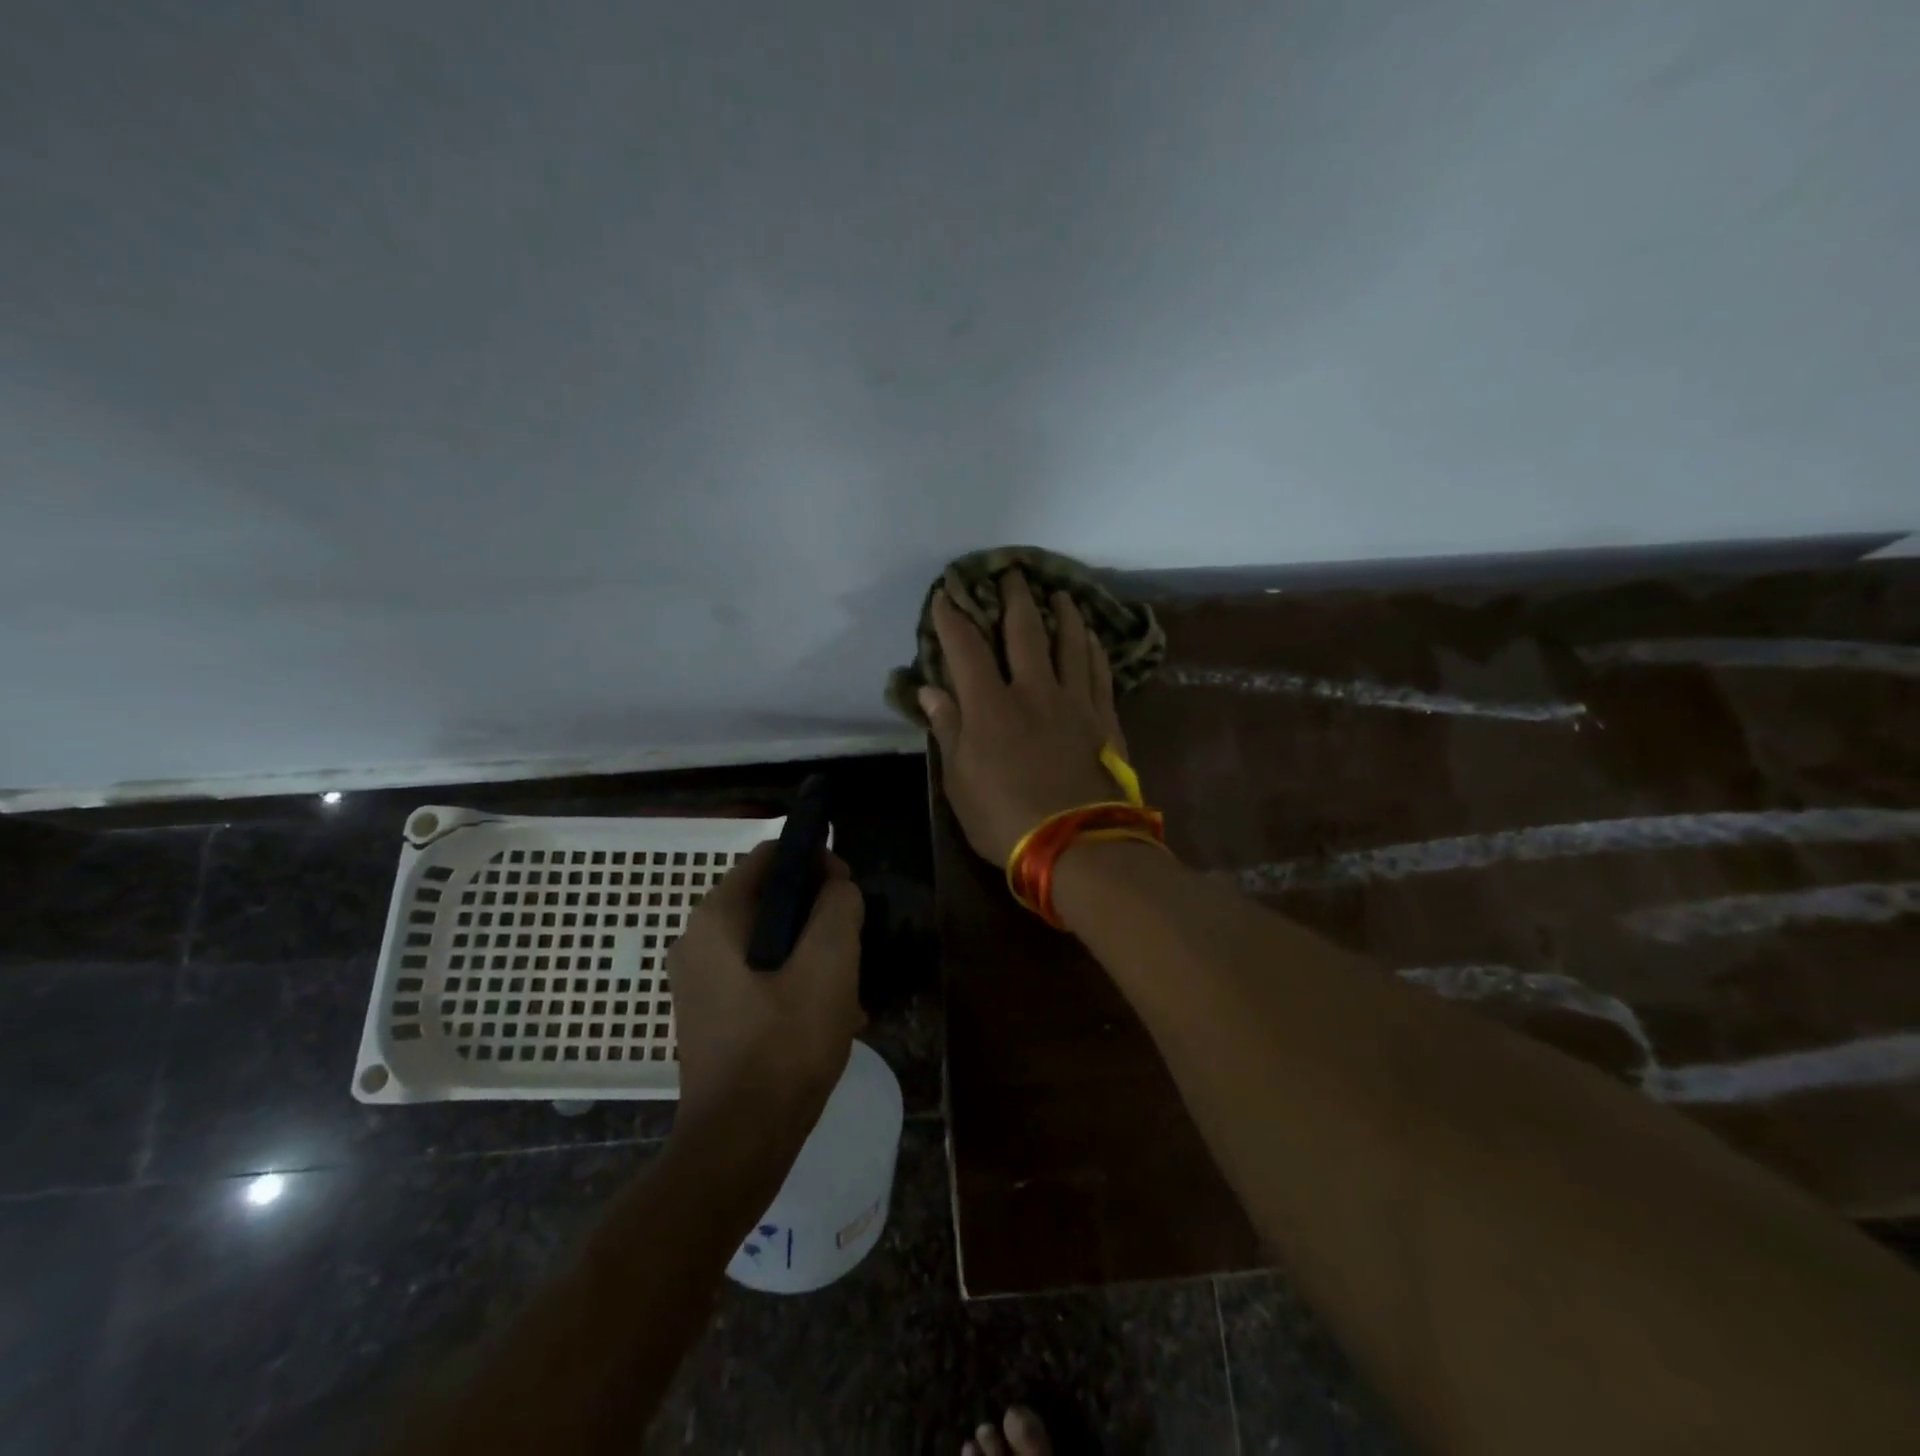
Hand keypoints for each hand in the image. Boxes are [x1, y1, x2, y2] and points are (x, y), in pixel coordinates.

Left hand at [665, 842, 864, 1139]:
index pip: (770, 856)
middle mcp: (697, 941)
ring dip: (812, 953)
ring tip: (849, 988)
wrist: (740, 1144)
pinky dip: (794, 981)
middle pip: (771, 899)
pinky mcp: (711, 1013)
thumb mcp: (829, 964)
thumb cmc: (785, 1045)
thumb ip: (838, 907)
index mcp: (716, 918)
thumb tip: (837, 887)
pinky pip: (760, 975)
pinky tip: (830, 1016)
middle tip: (853, 945)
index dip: (815, 861)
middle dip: (818, 915)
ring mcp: (700, 980)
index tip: (849, 891)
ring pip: (770, 941)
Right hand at [919, 568, 1128, 865]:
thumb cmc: (1005, 819)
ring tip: (1061, 594)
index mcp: (990, 706)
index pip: (967, 649)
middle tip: (1014, 574)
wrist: (1076, 845)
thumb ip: (948, 730)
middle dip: (1015, 599)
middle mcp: (1033, 691)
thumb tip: (930, 690)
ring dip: (1064, 614)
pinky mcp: (1104, 719)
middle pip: (1025, 632)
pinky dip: (1094, 649)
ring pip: (1070, 644)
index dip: (953, 619)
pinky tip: (1093, 638)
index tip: (947, 595)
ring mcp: (1073, 702)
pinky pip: (1099, 672)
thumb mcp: (960, 782)